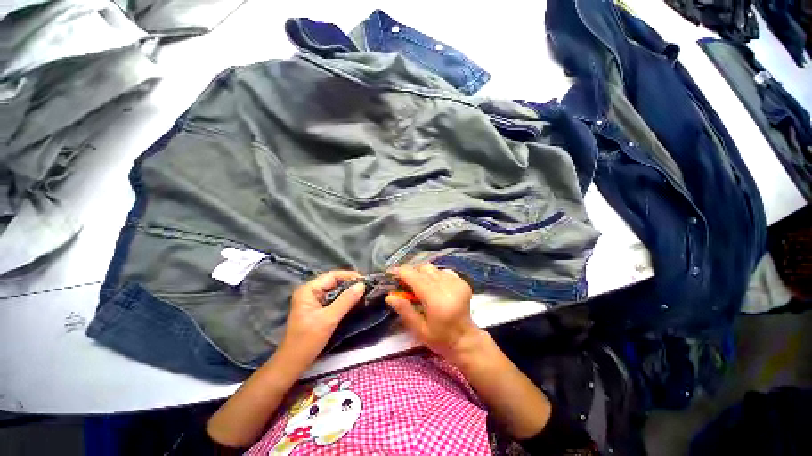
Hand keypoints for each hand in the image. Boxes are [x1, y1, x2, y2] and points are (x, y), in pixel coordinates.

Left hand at [278, 270, 365, 369]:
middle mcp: (310, 292)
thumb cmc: (307, 341)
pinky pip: (334, 299)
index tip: (365, 281)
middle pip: (334, 282)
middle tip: (367, 288)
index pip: (332, 276)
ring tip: (364, 294)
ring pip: (335, 291)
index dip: (350, 276)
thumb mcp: (329, 319)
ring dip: (349, 292)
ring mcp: (313, 301)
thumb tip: (362, 285)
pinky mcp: (317, 309)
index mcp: (308, 290)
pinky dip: (345, 300)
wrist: (293, 364)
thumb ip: (346, 300)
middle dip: (351, 284)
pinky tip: (355, 302)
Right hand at [385, 264, 482, 361]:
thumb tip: (389, 296)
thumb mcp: (419, 330)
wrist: (466, 340)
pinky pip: (442, 271)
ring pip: (432, 268)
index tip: (390, 274)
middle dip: (410, 273)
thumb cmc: (440, 339)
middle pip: (423, 268)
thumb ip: (404, 310)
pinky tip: (433, 287)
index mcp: (436, 299)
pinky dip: (434, 275)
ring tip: (419, 286)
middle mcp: (447, 286)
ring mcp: (456, 282)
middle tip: (404, 284)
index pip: (415, 276)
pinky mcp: (462, 281)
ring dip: (422, 274)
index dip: (400, 272)